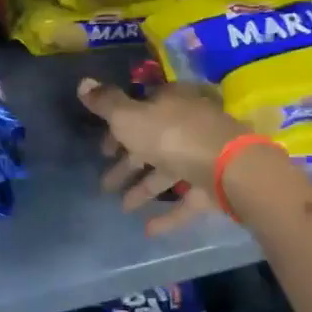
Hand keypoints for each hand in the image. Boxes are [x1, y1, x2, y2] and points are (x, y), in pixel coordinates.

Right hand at [77, 78, 254, 235]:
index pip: (142, 109)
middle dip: (128, 163)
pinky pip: (186, 200)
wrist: (228, 168)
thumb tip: (83, 82)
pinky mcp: (213, 186)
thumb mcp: (129, 116)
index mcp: (171, 103)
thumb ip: (106, 104)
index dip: (119, 129)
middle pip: (153, 143)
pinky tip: (148, 229)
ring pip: (168, 172)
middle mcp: (189, 125)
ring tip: (123, 207)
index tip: (103, 149)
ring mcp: (204, 156)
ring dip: (144, 189)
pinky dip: (168, 214)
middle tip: (105, 183)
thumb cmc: (172, 135)